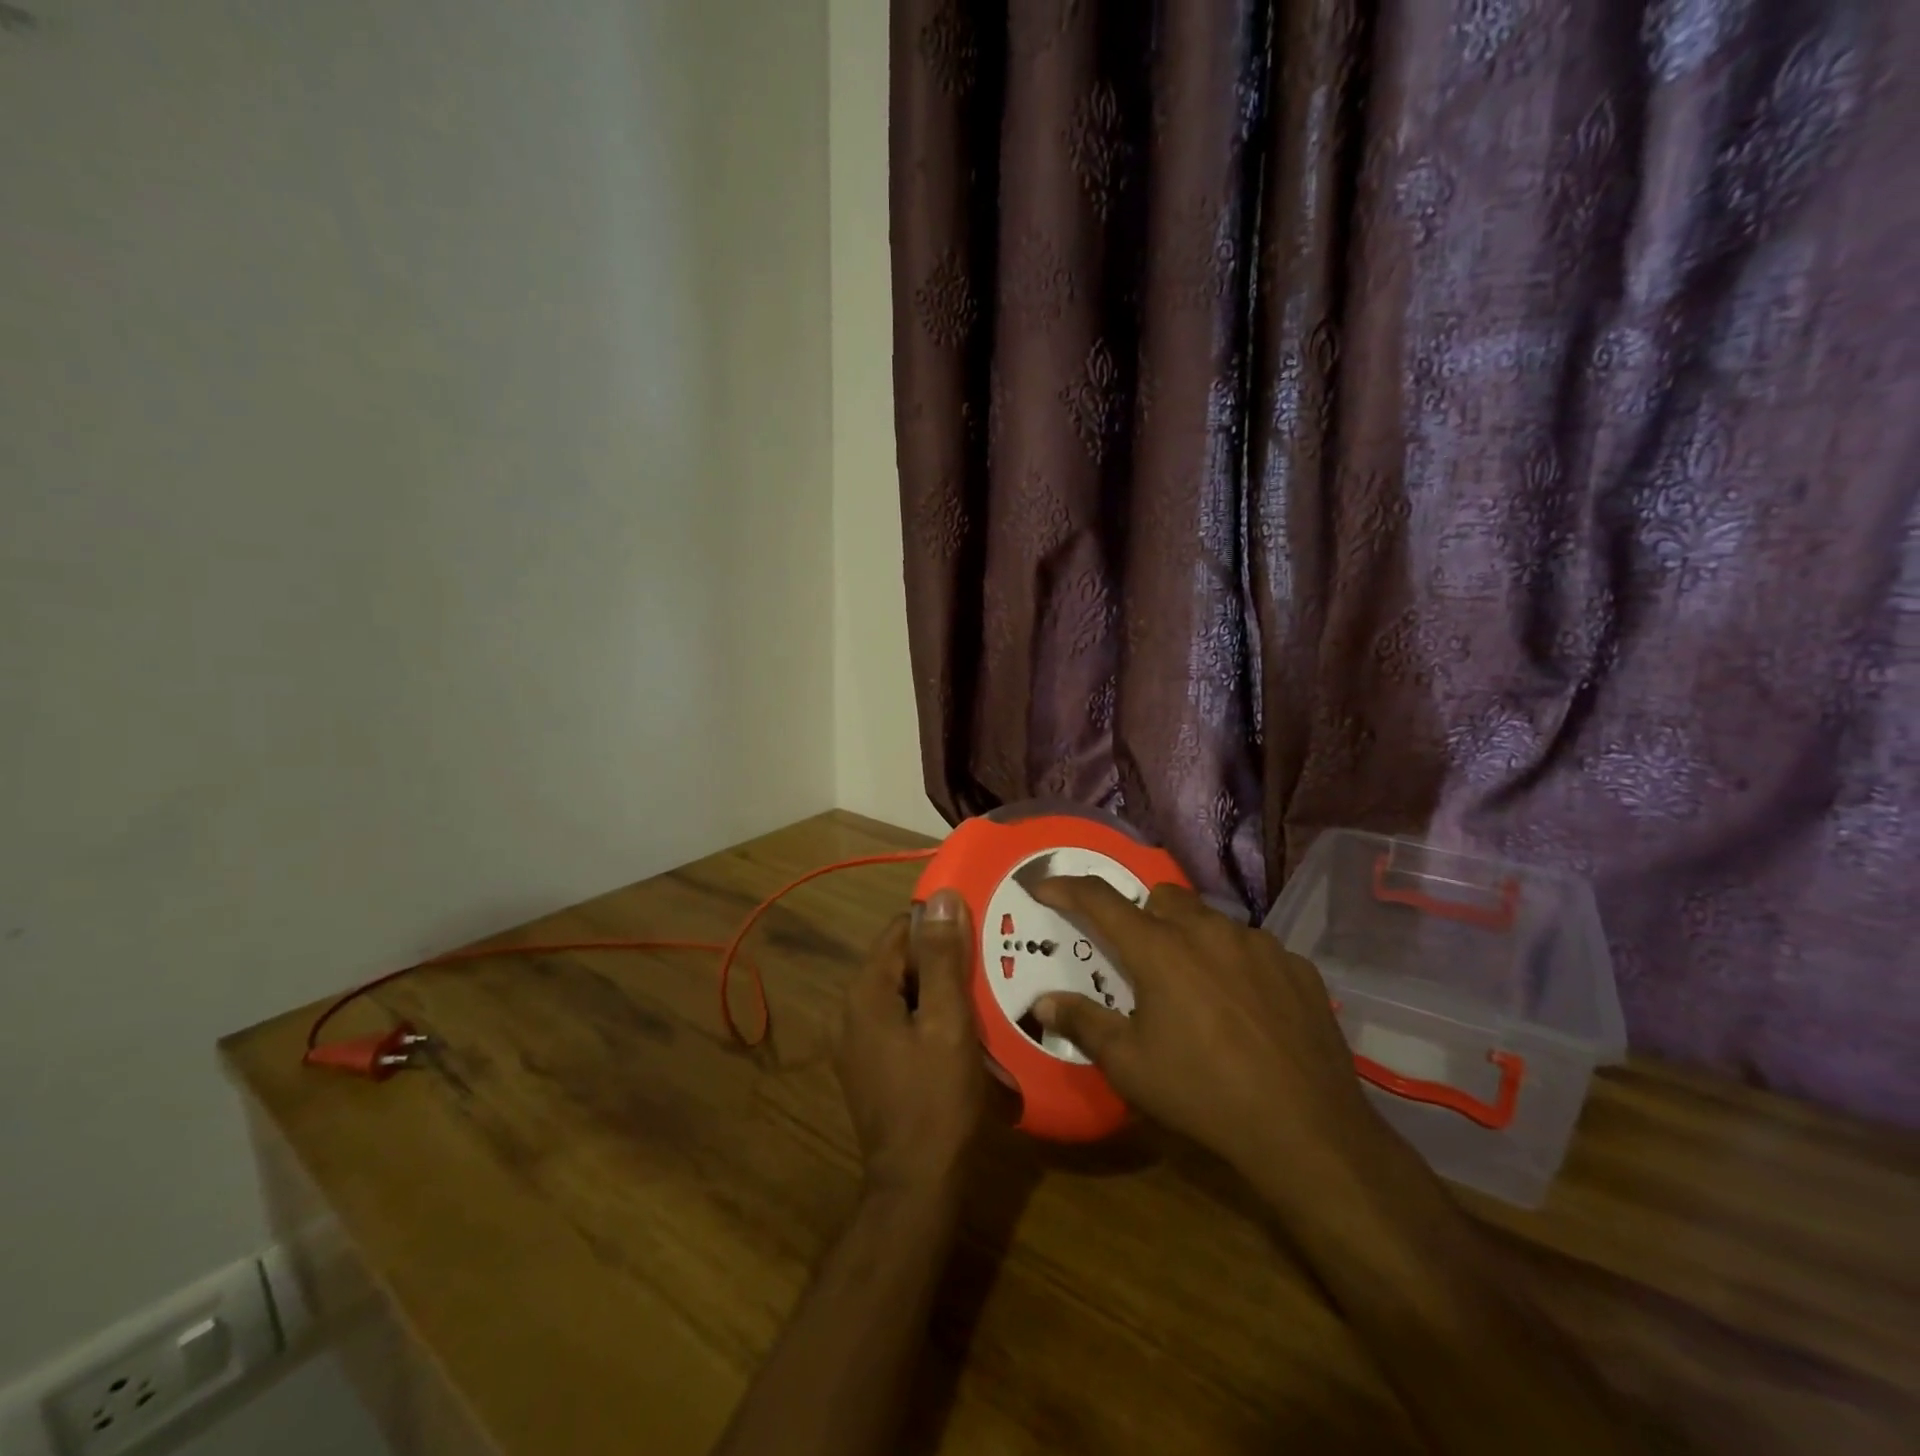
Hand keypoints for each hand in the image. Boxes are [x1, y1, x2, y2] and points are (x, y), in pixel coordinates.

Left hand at [834, 889, 986, 1194]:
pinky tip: (961, 1032)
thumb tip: (941, 896)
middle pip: (899, 961)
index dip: (938, 927)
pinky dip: (927, 1017)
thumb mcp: (948, 1021)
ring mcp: (855, 1041)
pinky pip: (899, 1021)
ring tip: (981, 998)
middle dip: (941, 960)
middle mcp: (850, 1010)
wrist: (917, 1184)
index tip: (978, 934)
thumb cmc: (937, 1099)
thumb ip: (942, 958)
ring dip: (938, 990)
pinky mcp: (868, 1065)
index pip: (899, 930)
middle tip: (987, 968)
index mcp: (864, 992)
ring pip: (902, 992)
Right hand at [1030, 877, 1388, 1180]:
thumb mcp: (1130, 1066)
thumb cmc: (1203, 1093)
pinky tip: (1244, 1006)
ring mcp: (1259, 944)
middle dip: (1141, 915)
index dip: (1067, 888)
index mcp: (1159, 949)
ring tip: (1195, 986)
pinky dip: (1236, 962)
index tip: (1045, 887)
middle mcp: (1208, 931)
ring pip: (1210, 919)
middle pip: (1162, 897)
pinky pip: (1254, 947)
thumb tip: (1044, 1003)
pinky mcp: (1296, 966)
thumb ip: (1083, 1024)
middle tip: (1139, 958)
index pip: (1100, 899)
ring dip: (1191, 938)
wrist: (1307, 1129)